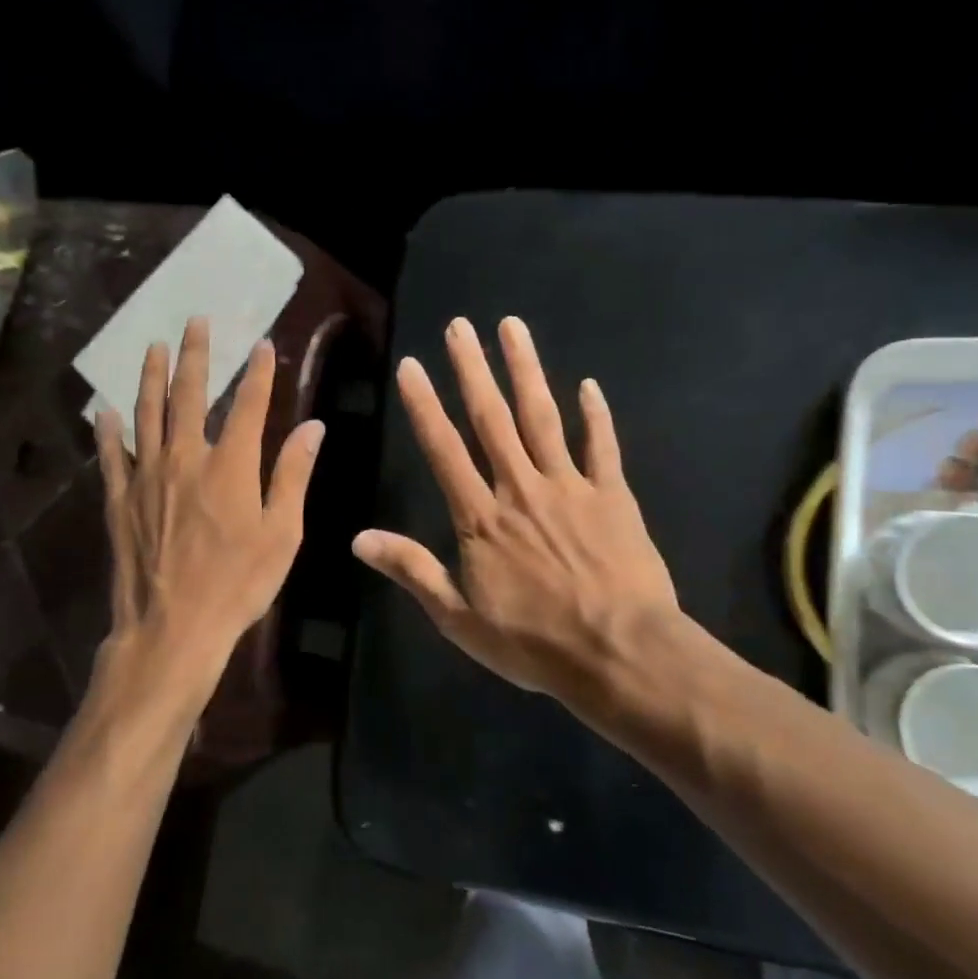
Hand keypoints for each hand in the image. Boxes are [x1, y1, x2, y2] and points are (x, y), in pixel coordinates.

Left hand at [91, 317, 323, 726]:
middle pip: (191, 394)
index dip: (259, 372)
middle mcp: (186, 457)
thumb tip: (314, 427)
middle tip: (197, 322)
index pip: (250, 405)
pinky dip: (108, 430)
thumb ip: (293, 475)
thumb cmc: (238, 584)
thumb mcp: (282, 534)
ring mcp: (147, 476)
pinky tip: (105, 411)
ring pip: (147, 413)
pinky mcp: (118, 499)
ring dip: (151, 377)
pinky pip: (111, 455)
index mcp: (231, 465)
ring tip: (153, 347)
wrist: (173, 628)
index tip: (263, 345)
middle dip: (197, 355)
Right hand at [352, 315, 679, 713]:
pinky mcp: (613, 496)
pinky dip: (596, 415)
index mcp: (481, 517)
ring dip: (526, 370)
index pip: (445, 449)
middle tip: (461, 325)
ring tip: (512, 328)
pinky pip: (603, 446)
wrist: (619, 653)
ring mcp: (570, 487)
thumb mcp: (459, 618)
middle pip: (493, 418)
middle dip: (473, 369)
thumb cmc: (534, 642)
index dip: (425, 405)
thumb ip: (412, 570)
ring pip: (543, 417)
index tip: (412, 365)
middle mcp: (521, 488)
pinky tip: (589, 385)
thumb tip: (358, 538)